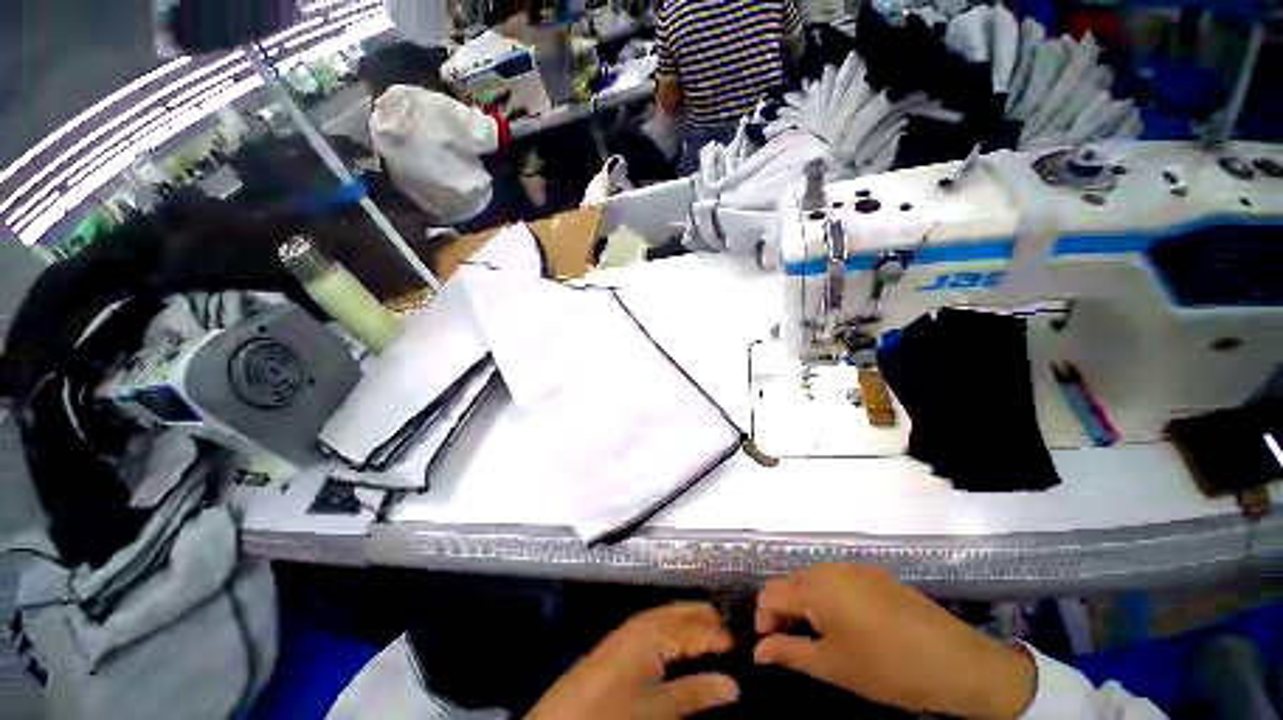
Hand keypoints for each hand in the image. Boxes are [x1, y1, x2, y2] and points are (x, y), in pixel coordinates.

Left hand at [526, 603, 738, 719]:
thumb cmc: (612, 712)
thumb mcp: (658, 709)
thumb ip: (696, 693)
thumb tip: (735, 685)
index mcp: (654, 630)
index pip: (699, 629)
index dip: (724, 637)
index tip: (751, 644)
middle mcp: (645, 620)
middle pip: (687, 615)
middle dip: (712, 622)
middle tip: (741, 636)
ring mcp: (633, 628)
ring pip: (675, 617)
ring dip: (697, 624)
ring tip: (721, 636)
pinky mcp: (626, 639)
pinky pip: (661, 625)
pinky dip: (680, 630)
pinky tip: (689, 642)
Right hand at [754, 564, 1035, 717]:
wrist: (955, 662)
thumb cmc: (885, 667)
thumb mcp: (831, 666)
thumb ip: (788, 653)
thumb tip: (758, 650)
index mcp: (815, 585)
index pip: (771, 592)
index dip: (763, 617)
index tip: (767, 644)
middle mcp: (829, 568)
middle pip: (792, 583)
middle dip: (784, 610)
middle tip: (789, 643)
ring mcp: (855, 568)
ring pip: (815, 581)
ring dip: (806, 604)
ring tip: (816, 636)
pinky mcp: (876, 575)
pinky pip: (839, 581)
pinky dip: (830, 599)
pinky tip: (846, 625)